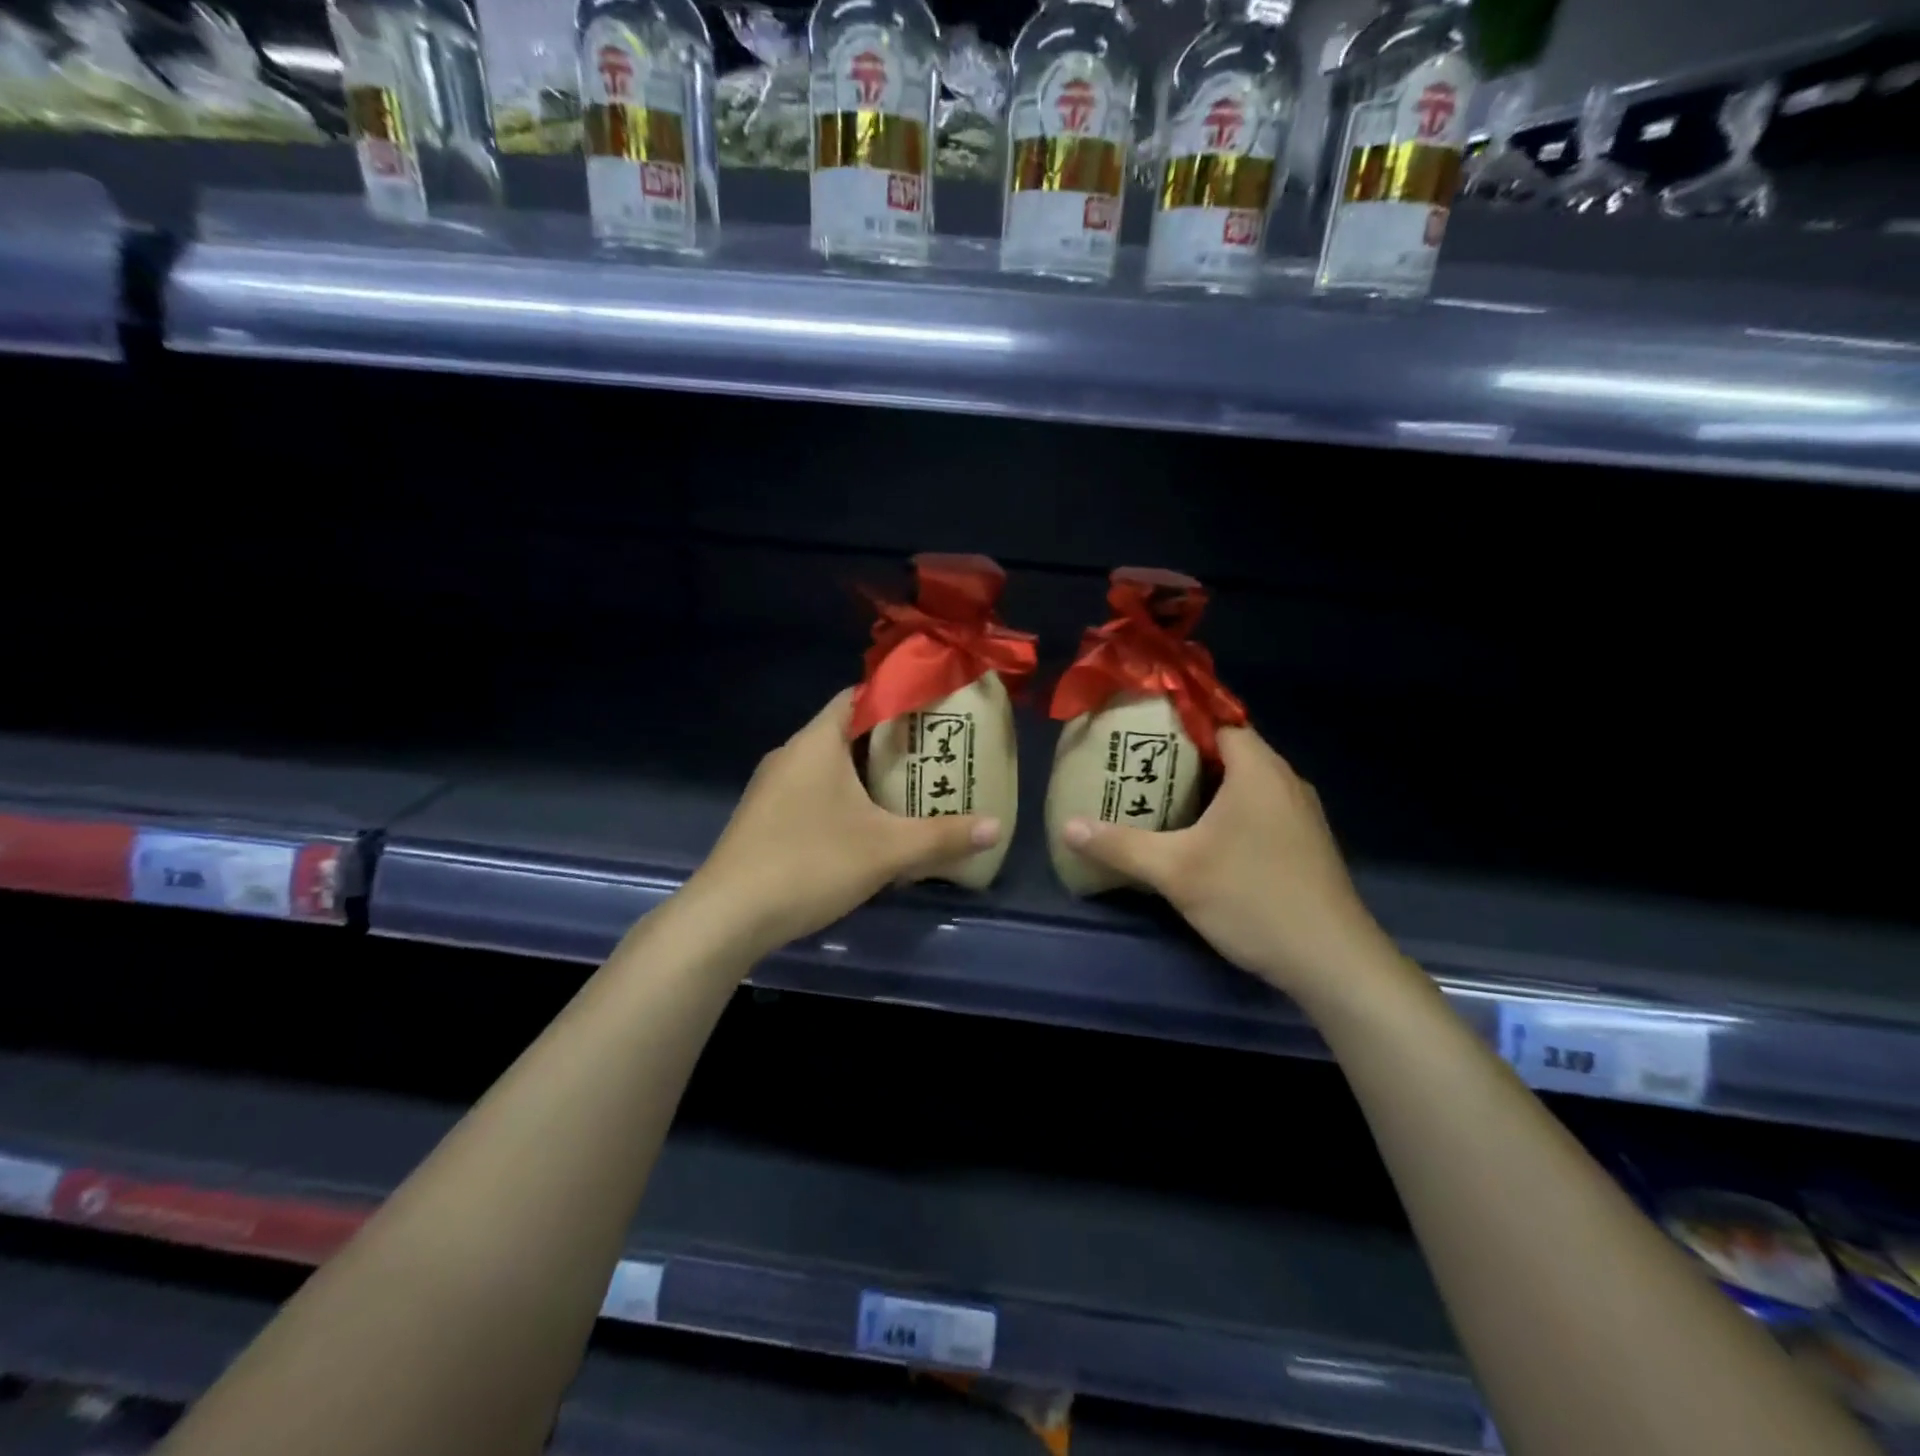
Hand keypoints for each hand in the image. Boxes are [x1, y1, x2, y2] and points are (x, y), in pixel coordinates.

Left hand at [687, 689, 1001, 952]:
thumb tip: (997, 827)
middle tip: (933, 756)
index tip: (933, 713)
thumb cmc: (810, 863)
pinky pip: (812, 792)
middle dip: (890, 742)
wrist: (728, 916)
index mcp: (817, 742)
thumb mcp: (887, 851)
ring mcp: (772, 787)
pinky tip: (865, 828)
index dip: (896, 699)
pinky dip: (842, 798)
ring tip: (908, 790)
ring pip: (828, 766)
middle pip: (847, 731)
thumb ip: (944, 837)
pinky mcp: (763, 817)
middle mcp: (791, 754)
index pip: (858, 696)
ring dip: (866, 774)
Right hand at [1061, 726, 1399, 1004]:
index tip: (1138, 732)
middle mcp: (1284, 781)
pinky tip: (1199, 837)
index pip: (1217, 721)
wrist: (1332, 960)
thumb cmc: (1252, 898)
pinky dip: (1227, 811)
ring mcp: (1299, 813)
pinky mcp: (1304, 843)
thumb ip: (1119, 845)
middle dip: (1183, 756)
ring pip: (1245, 783)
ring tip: (1158, 797)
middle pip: (1229, 751)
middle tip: (1137, 767)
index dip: (1177, 722)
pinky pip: (1259, 808)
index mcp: (1258, 770)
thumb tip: (1068, 827)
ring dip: (1206, 787)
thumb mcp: (1175, 871)